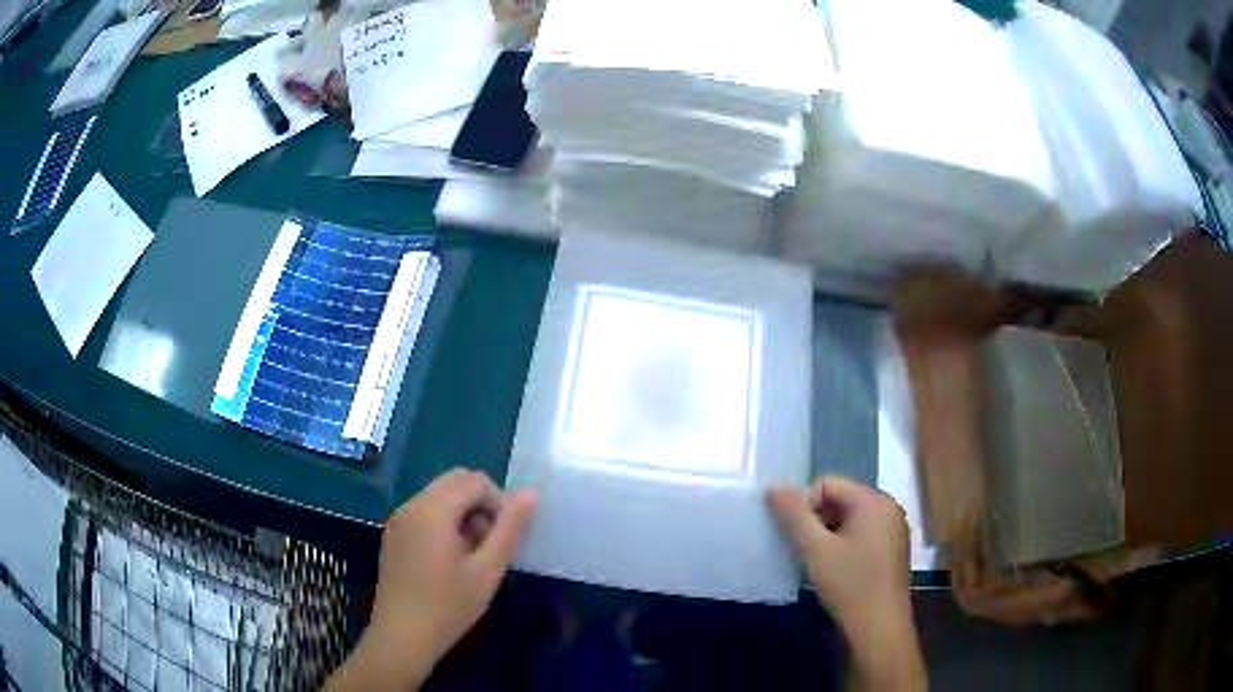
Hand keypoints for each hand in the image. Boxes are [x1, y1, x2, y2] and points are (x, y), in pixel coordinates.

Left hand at [327, 469, 537, 690]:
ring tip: (472, 558)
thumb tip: (531, 494)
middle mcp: (411, 505)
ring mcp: (398, 520)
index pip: (475, 481)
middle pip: (455, 482)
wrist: (401, 637)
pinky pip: (425, 513)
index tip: (503, 539)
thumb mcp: (487, 570)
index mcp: (432, 509)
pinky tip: (449, 562)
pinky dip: (444, 524)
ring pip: (440, 497)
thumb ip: (510, 529)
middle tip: (489, 545)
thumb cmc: (448, 606)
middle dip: (480, 506)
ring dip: (463, 515)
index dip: (499, 503)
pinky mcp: (393, 536)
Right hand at [768, 477, 925, 690]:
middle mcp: (889, 508)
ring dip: (829, 535)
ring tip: (819, 563)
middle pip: (841, 500)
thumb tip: (774, 487)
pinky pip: (863, 534)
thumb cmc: (849, 584)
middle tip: (806, 552)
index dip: (805, 506)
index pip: (828, 484)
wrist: (879, 627)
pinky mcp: (894, 549)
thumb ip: (794, 515)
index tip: (797, 537)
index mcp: (874, 501)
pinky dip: (845, 545)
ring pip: (850, 519)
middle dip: (818, 521)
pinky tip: (837, 571)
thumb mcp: (815, 550)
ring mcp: (894, 529)